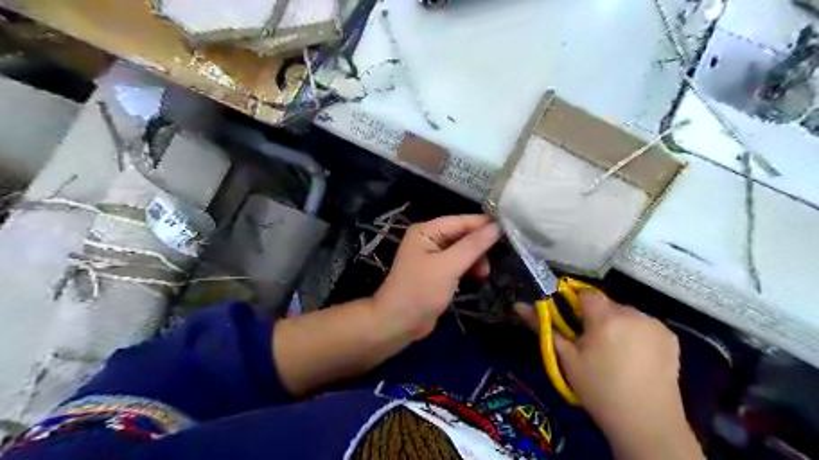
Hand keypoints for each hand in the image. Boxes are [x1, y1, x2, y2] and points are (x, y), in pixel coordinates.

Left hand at [374, 214, 503, 337]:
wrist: (398, 324)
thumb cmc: (420, 291)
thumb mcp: (448, 266)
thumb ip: (473, 245)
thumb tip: (497, 226)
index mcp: (426, 230)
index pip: (461, 221)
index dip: (485, 225)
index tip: (511, 229)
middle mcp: (429, 238)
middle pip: (463, 234)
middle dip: (480, 246)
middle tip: (497, 259)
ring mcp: (433, 256)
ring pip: (464, 250)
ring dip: (476, 259)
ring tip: (484, 274)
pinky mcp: (438, 272)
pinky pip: (459, 263)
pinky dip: (470, 268)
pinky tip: (479, 277)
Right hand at [513, 295, 700, 459]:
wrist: (646, 425)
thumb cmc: (598, 390)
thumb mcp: (565, 358)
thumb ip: (543, 327)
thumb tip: (518, 305)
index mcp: (605, 317)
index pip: (584, 294)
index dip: (575, 306)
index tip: (572, 325)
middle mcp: (633, 313)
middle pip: (605, 304)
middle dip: (596, 318)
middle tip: (591, 345)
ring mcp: (655, 324)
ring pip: (625, 314)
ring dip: (616, 325)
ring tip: (614, 354)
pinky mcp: (671, 337)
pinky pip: (644, 325)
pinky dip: (636, 333)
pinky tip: (635, 357)